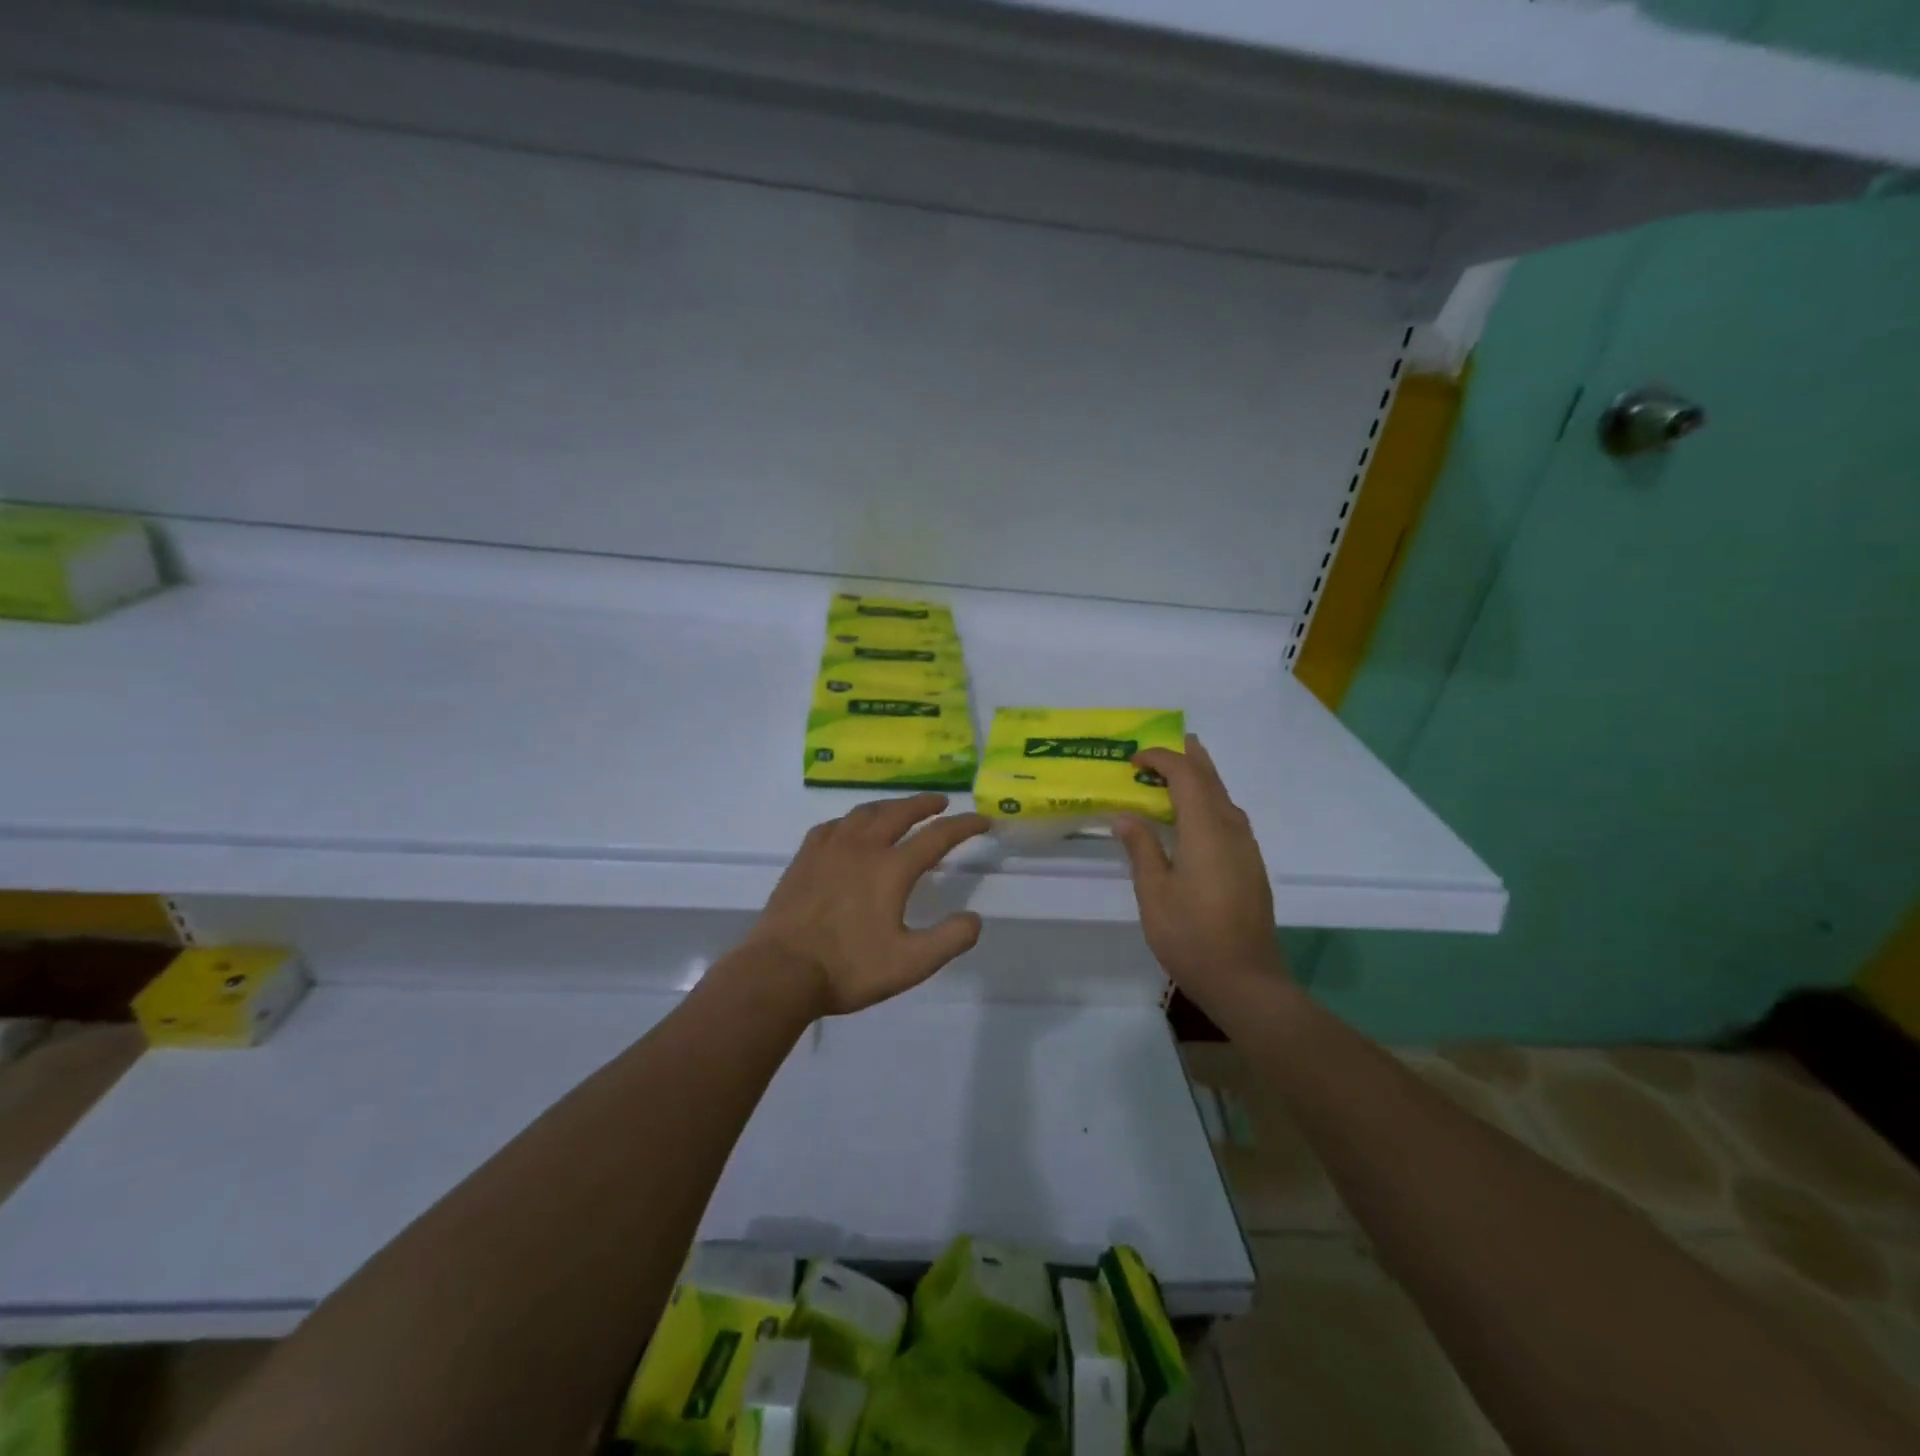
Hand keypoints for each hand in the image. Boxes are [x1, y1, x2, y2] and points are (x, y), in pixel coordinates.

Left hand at [749, 794, 990, 1014]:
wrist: (780, 971)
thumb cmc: (848, 968)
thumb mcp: (910, 964)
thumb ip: (949, 939)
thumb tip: (974, 919)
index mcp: (891, 868)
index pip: (937, 836)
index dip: (964, 826)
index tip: (982, 821)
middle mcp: (862, 847)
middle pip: (899, 812)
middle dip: (925, 804)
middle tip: (941, 802)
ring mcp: (829, 848)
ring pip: (864, 813)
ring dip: (889, 806)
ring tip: (900, 809)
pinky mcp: (804, 857)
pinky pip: (833, 825)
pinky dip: (852, 820)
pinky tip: (850, 829)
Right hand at [1112, 735, 1285, 1004]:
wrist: (1245, 980)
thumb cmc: (1191, 936)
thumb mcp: (1154, 893)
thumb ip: (1141, 848)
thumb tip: (1126, 816)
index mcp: (1206, 829)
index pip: (1185, 776)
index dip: (1160, 759)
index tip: (1133, 760)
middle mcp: (1232, 829)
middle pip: (1211, 779)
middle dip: (1188, 757)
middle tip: (1163, 746)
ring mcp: (1246, 848)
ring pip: (1224, 797)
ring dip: (1200, 779)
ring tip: (1174, 775)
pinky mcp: (1251, 865)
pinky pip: (1229, 817)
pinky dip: (1208, 802)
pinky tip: (1193, 819)